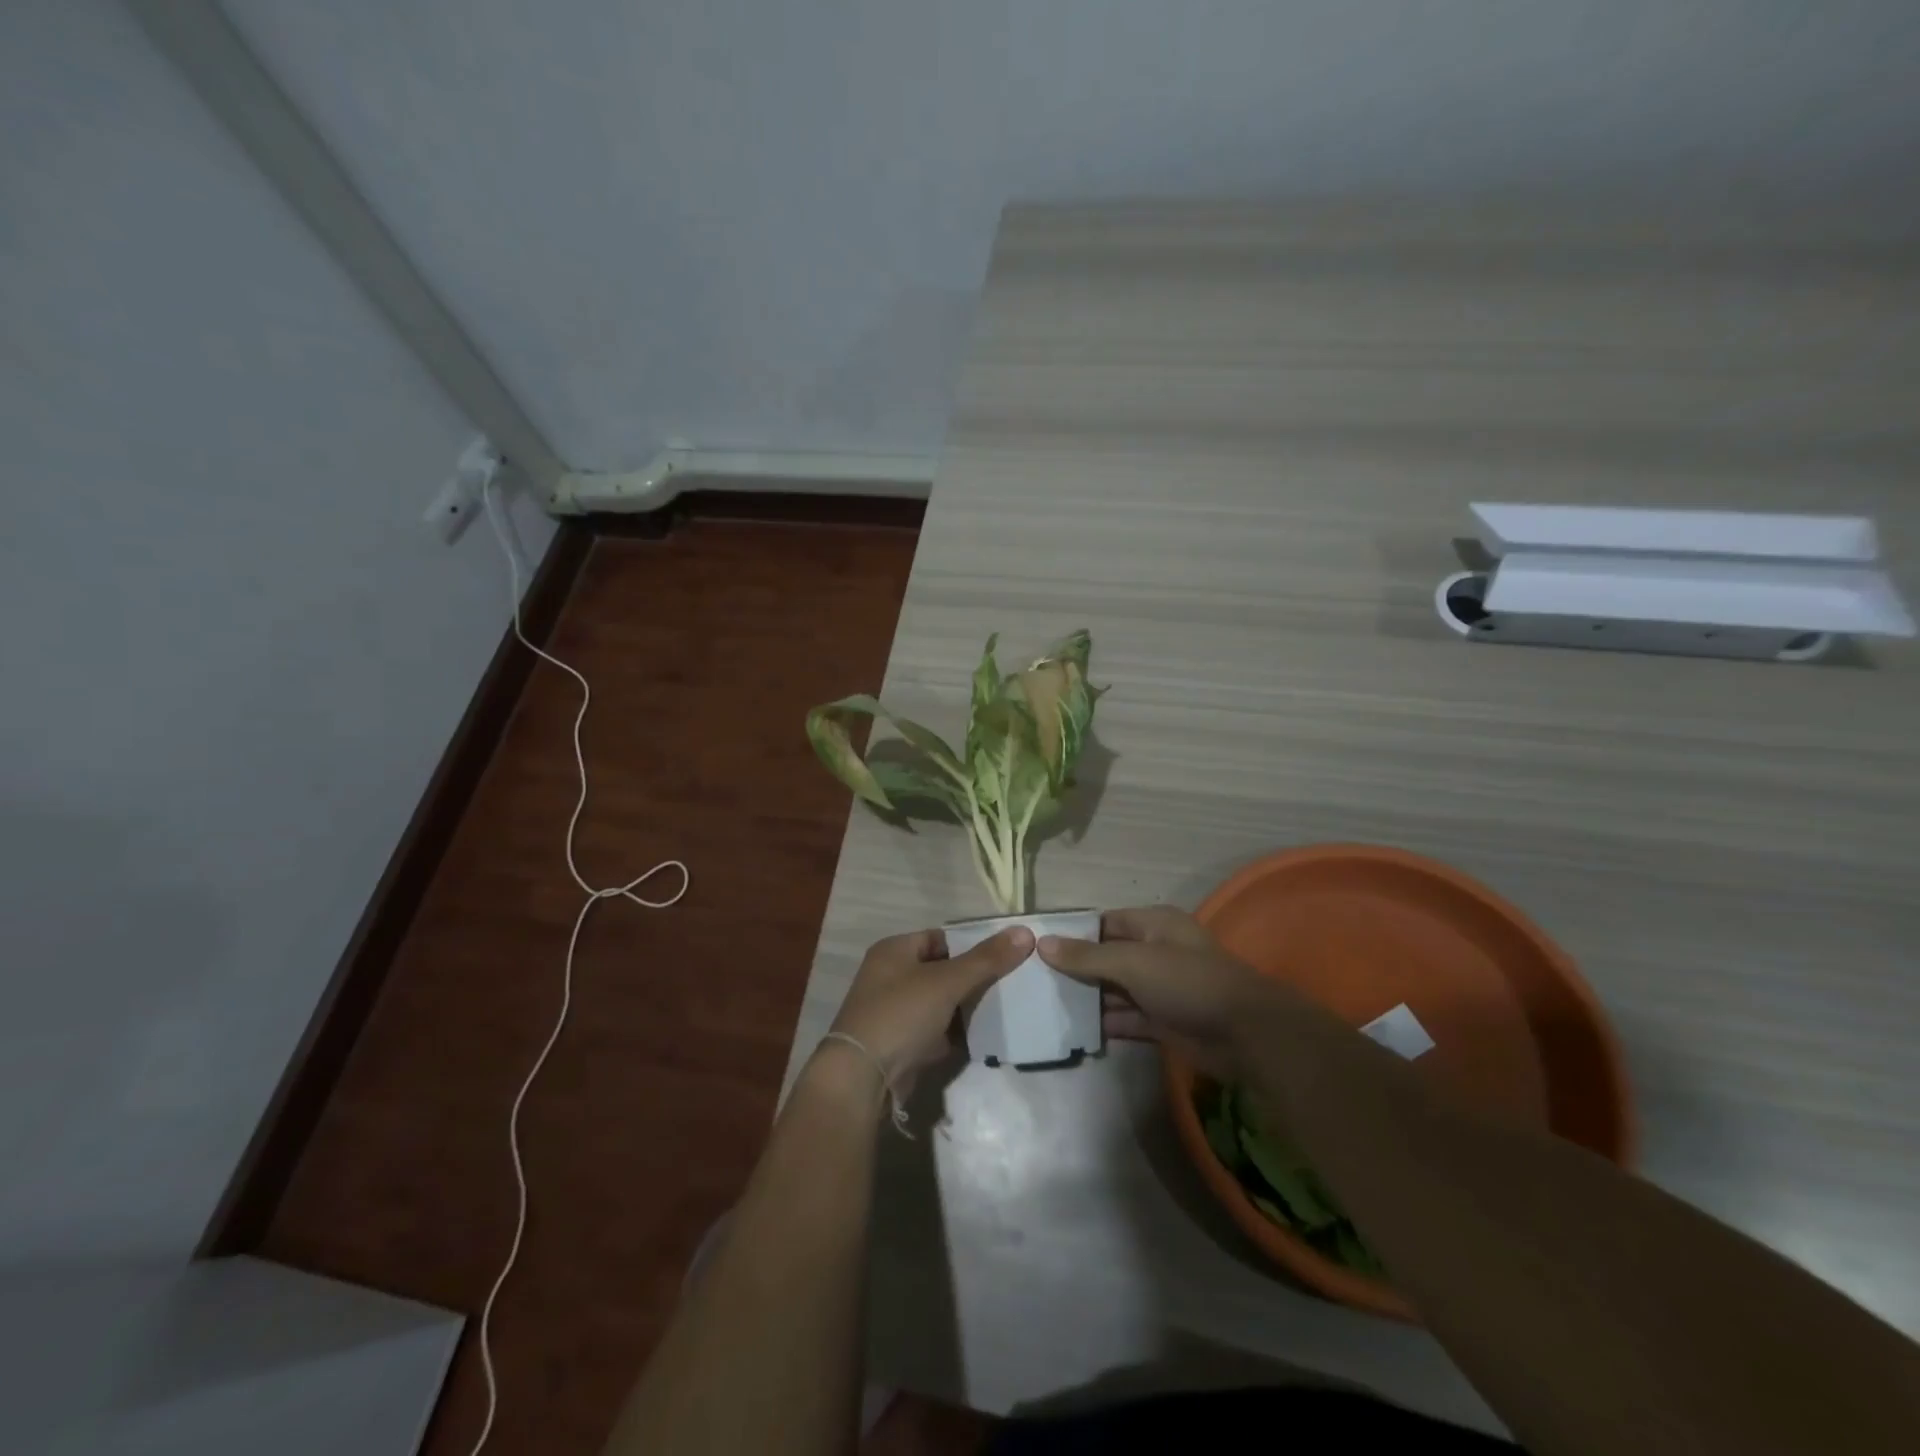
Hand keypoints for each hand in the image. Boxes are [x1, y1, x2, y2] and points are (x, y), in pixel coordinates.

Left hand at [826, 925, 1033, 1097]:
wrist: (862, 1078)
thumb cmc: (901, 1014)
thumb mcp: (946, 981)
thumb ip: (986, 959)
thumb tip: (1025, 933)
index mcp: (895, 950)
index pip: (942, 938)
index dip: (972, 945)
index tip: (1007, 955)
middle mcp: (891, 976)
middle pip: (943, 970)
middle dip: (975, 978)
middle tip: (1013, 982)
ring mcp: (896, 1012)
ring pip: (942, 1002)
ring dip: (968, 1007)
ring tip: (1007, 1007)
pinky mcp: (903, 1044)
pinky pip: (938, 1031)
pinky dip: (958, 1033)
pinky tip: (987, 1036)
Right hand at [1038, 905, 1288, 1080]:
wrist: (1246, 1034)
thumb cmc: (1187, 982)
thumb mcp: (1133, 963)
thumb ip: (1087, 957)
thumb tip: (1043, 943)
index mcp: (1153, 925)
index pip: (1104, 923)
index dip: (1073, 934)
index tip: (1038, 948)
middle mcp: (1155, 952)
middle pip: (1107, 957)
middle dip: (1076, 969)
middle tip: (1035, 982)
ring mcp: (1160, 988)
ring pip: (1116, 989)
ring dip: (1088, 999)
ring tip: (1046, 1007)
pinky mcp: (1164, 1021)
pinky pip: (1127, 1018)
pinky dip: (1106, 1023)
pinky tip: (1076, 1031)